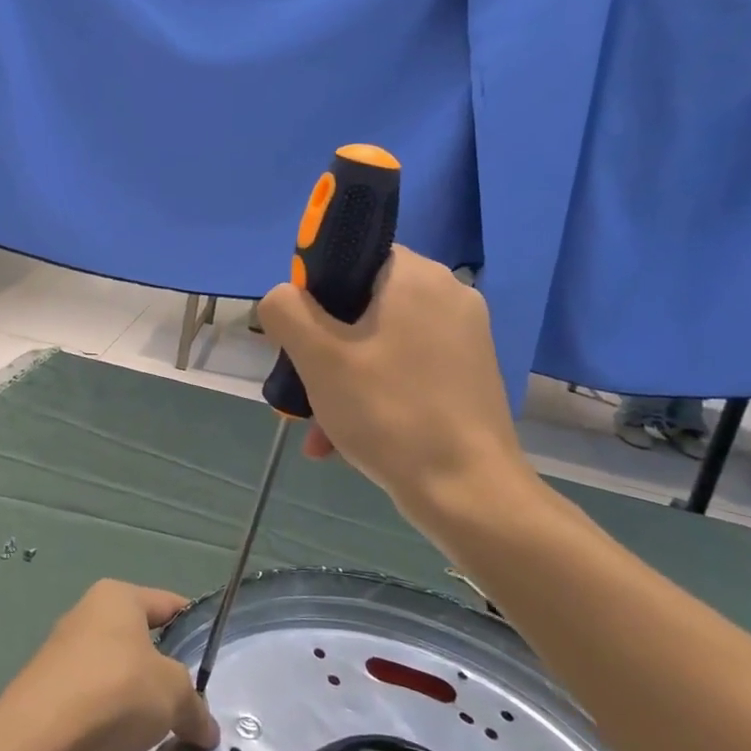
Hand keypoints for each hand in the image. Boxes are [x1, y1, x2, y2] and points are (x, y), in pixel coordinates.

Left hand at [0, 581, 218, 750]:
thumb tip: (206, 728)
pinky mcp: (47, 701)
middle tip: (189, 709)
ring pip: (115, 684)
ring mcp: (62, 660)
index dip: (193, 627)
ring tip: (159, 743)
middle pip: (139, 647)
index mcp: (116, 597)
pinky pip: (93, 715)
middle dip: (163, 679)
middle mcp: (86, 618)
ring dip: (135, 712)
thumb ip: (195, 707)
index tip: (214, 661)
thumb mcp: (174, 694)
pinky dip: (109, 735)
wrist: (41, 743)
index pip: (167, 604)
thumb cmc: (117, 690)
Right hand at [257, 247, 544, 533]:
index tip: (300, 335)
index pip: (352, 256)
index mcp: (417, 276)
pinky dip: (373, 394)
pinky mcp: (468, 375)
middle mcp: (449, 295)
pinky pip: (405, 371)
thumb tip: (281, 298)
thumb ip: (286, 311)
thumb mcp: (318, 358)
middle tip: (302, 387)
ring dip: (341, 379)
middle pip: (363, 305)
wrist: (468, 493)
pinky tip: (342, 440)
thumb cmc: (389, 412)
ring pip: (380, 344)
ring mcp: (464, 338)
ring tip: (317, 427)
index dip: (315, 292)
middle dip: (323, 348)